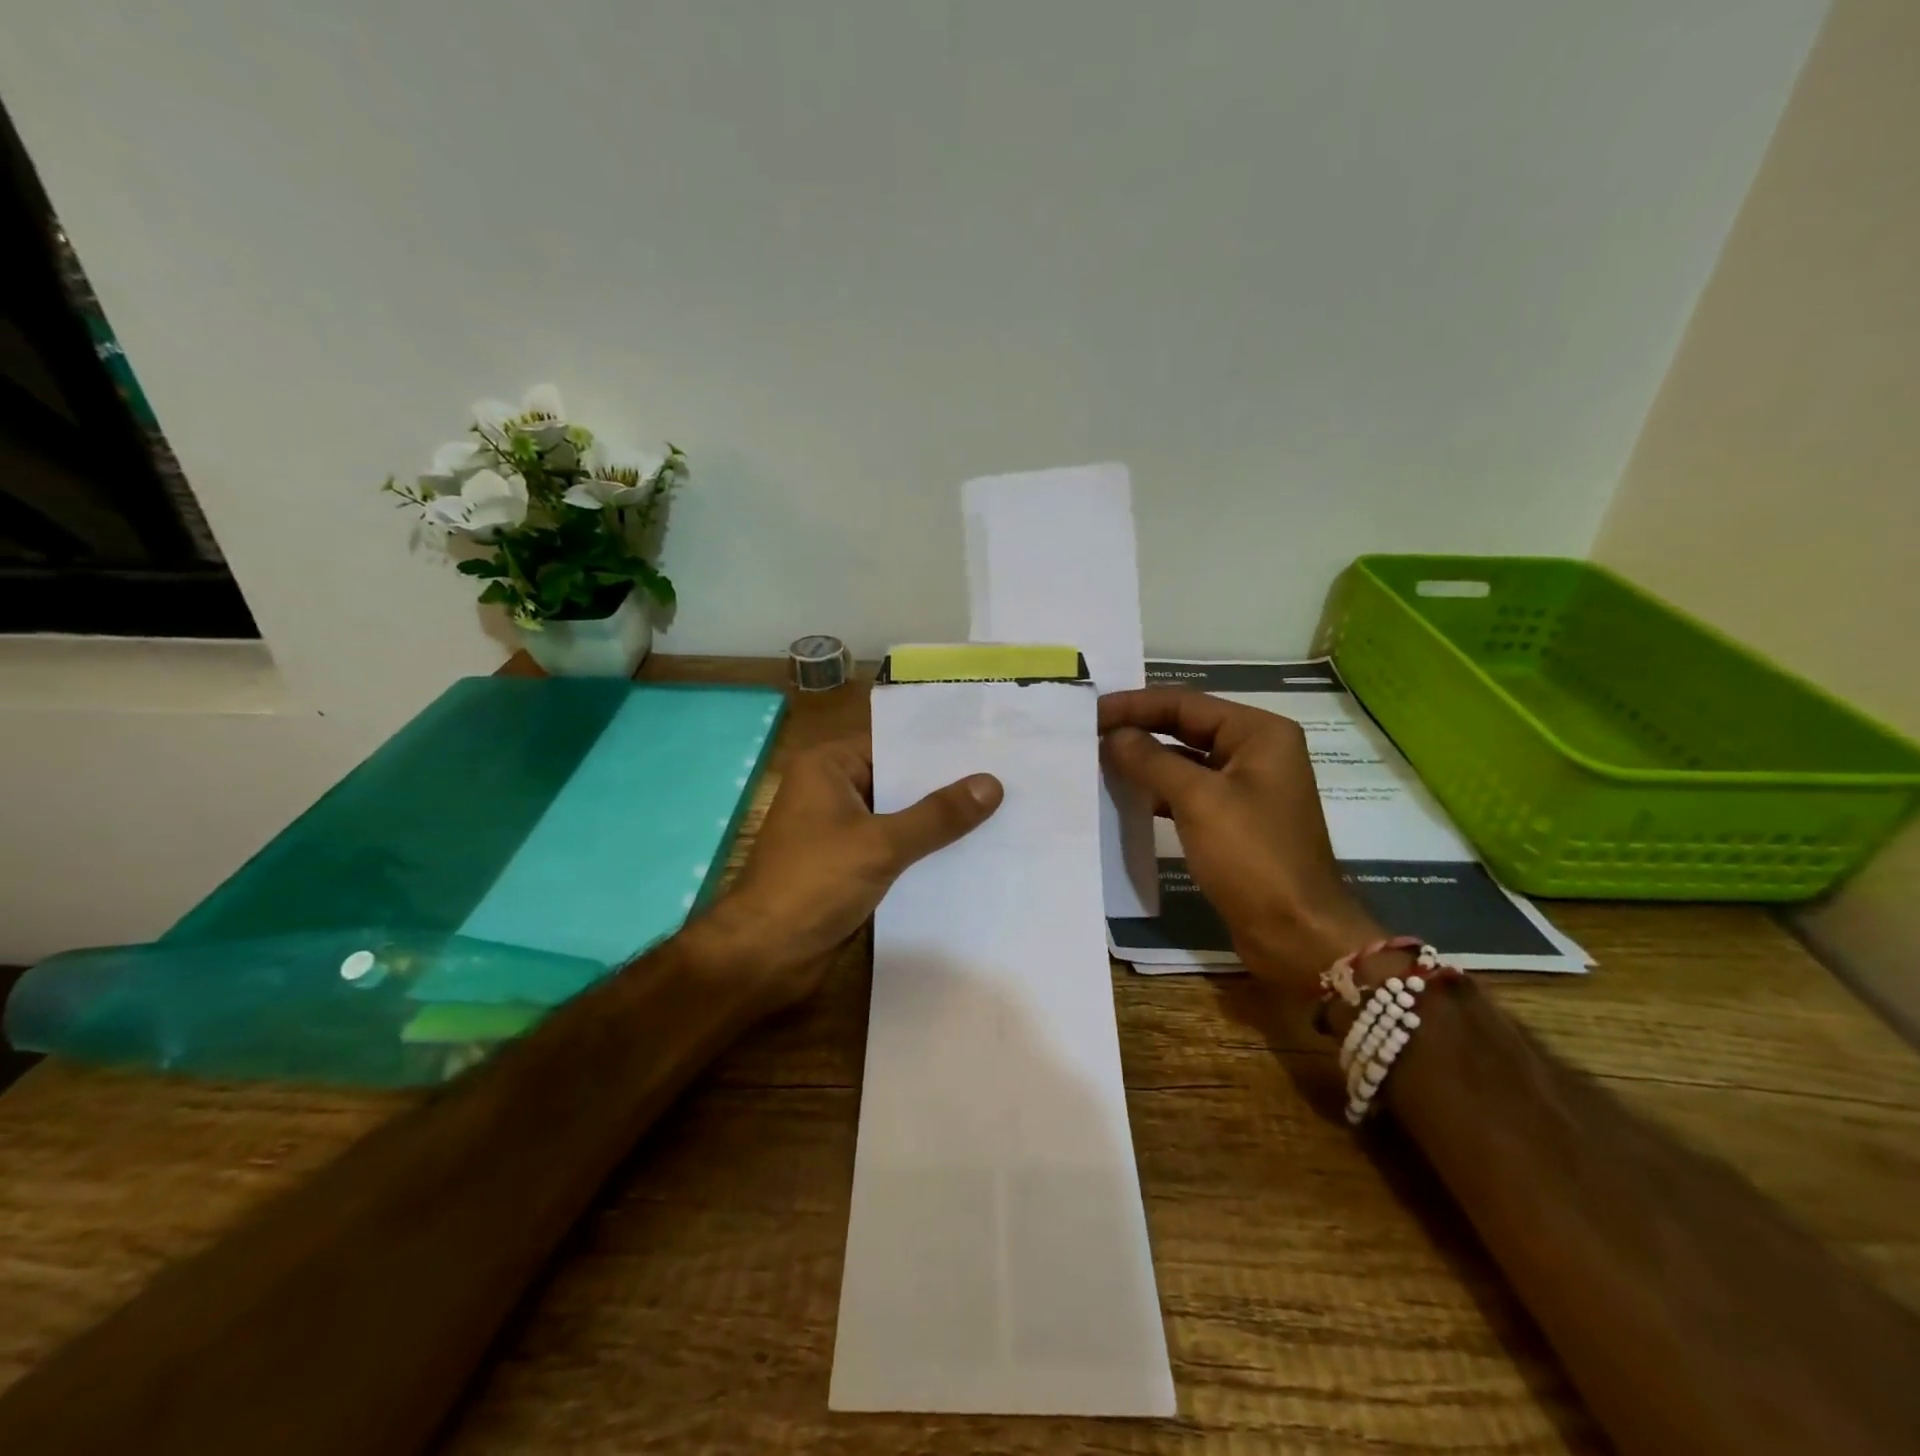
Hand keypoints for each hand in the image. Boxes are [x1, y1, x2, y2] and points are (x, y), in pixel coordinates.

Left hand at [688, 738, 1002, 1012]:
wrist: (765, 956)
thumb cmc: (814, 883)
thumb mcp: (881, 843)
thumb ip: (937, 815)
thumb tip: (992, 784)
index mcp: (827, 767)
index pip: (893, 744)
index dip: (940, 747)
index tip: (990, 745)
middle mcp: (832, 790)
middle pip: (898, 780)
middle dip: (946, 785)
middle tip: (1007, 778)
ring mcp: (839, 830)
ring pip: (898, 817)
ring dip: (937, 822)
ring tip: (1001, 811)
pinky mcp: (848, 866)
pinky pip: (893, 848)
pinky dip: (923, 850)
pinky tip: (970, 852)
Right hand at [1100, 688, 1381, 995]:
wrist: (1296, 933)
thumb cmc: (1253, 857)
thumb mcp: (1198, 800)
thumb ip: (1151, 760)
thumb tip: (1114, 736)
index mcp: (1259, 733)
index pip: (1186, 703)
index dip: (1135, 705)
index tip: (1091, 712)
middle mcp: (1256, 752)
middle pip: (1186, 727)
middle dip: (1139, 730)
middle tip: (1089, 733)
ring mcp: (1247, 788)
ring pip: (1186, 761)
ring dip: (1145, 761)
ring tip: (1099, 761)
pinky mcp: (1235, 821)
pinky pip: (1189, 793)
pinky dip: (1159, 791)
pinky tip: (1128, 797)